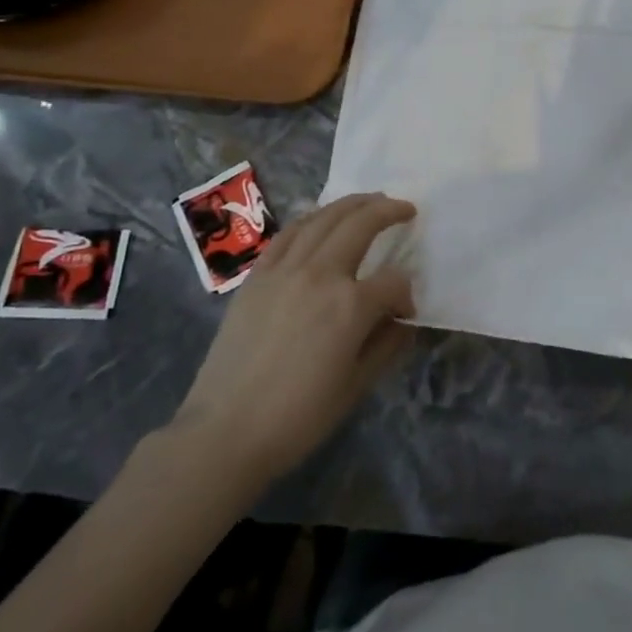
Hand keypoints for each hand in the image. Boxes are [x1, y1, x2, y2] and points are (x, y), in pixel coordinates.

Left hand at [170, 193, 417, 478]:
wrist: (225, 431)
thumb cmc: (298, 416)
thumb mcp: (356, 386)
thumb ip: (386, 345)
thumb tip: (402, 320)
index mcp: (350, 305)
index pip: (393, 281)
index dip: (406, 294)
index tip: (405, 314)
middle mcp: (320, 274)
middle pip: (360, 225)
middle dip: (388, 211)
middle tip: (404, 208)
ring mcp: (284, 270)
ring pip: (323, 219)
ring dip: (351, 204)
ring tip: (370, 200)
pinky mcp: (257, 276)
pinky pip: (288, 234)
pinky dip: (311, 218)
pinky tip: (321, 218)